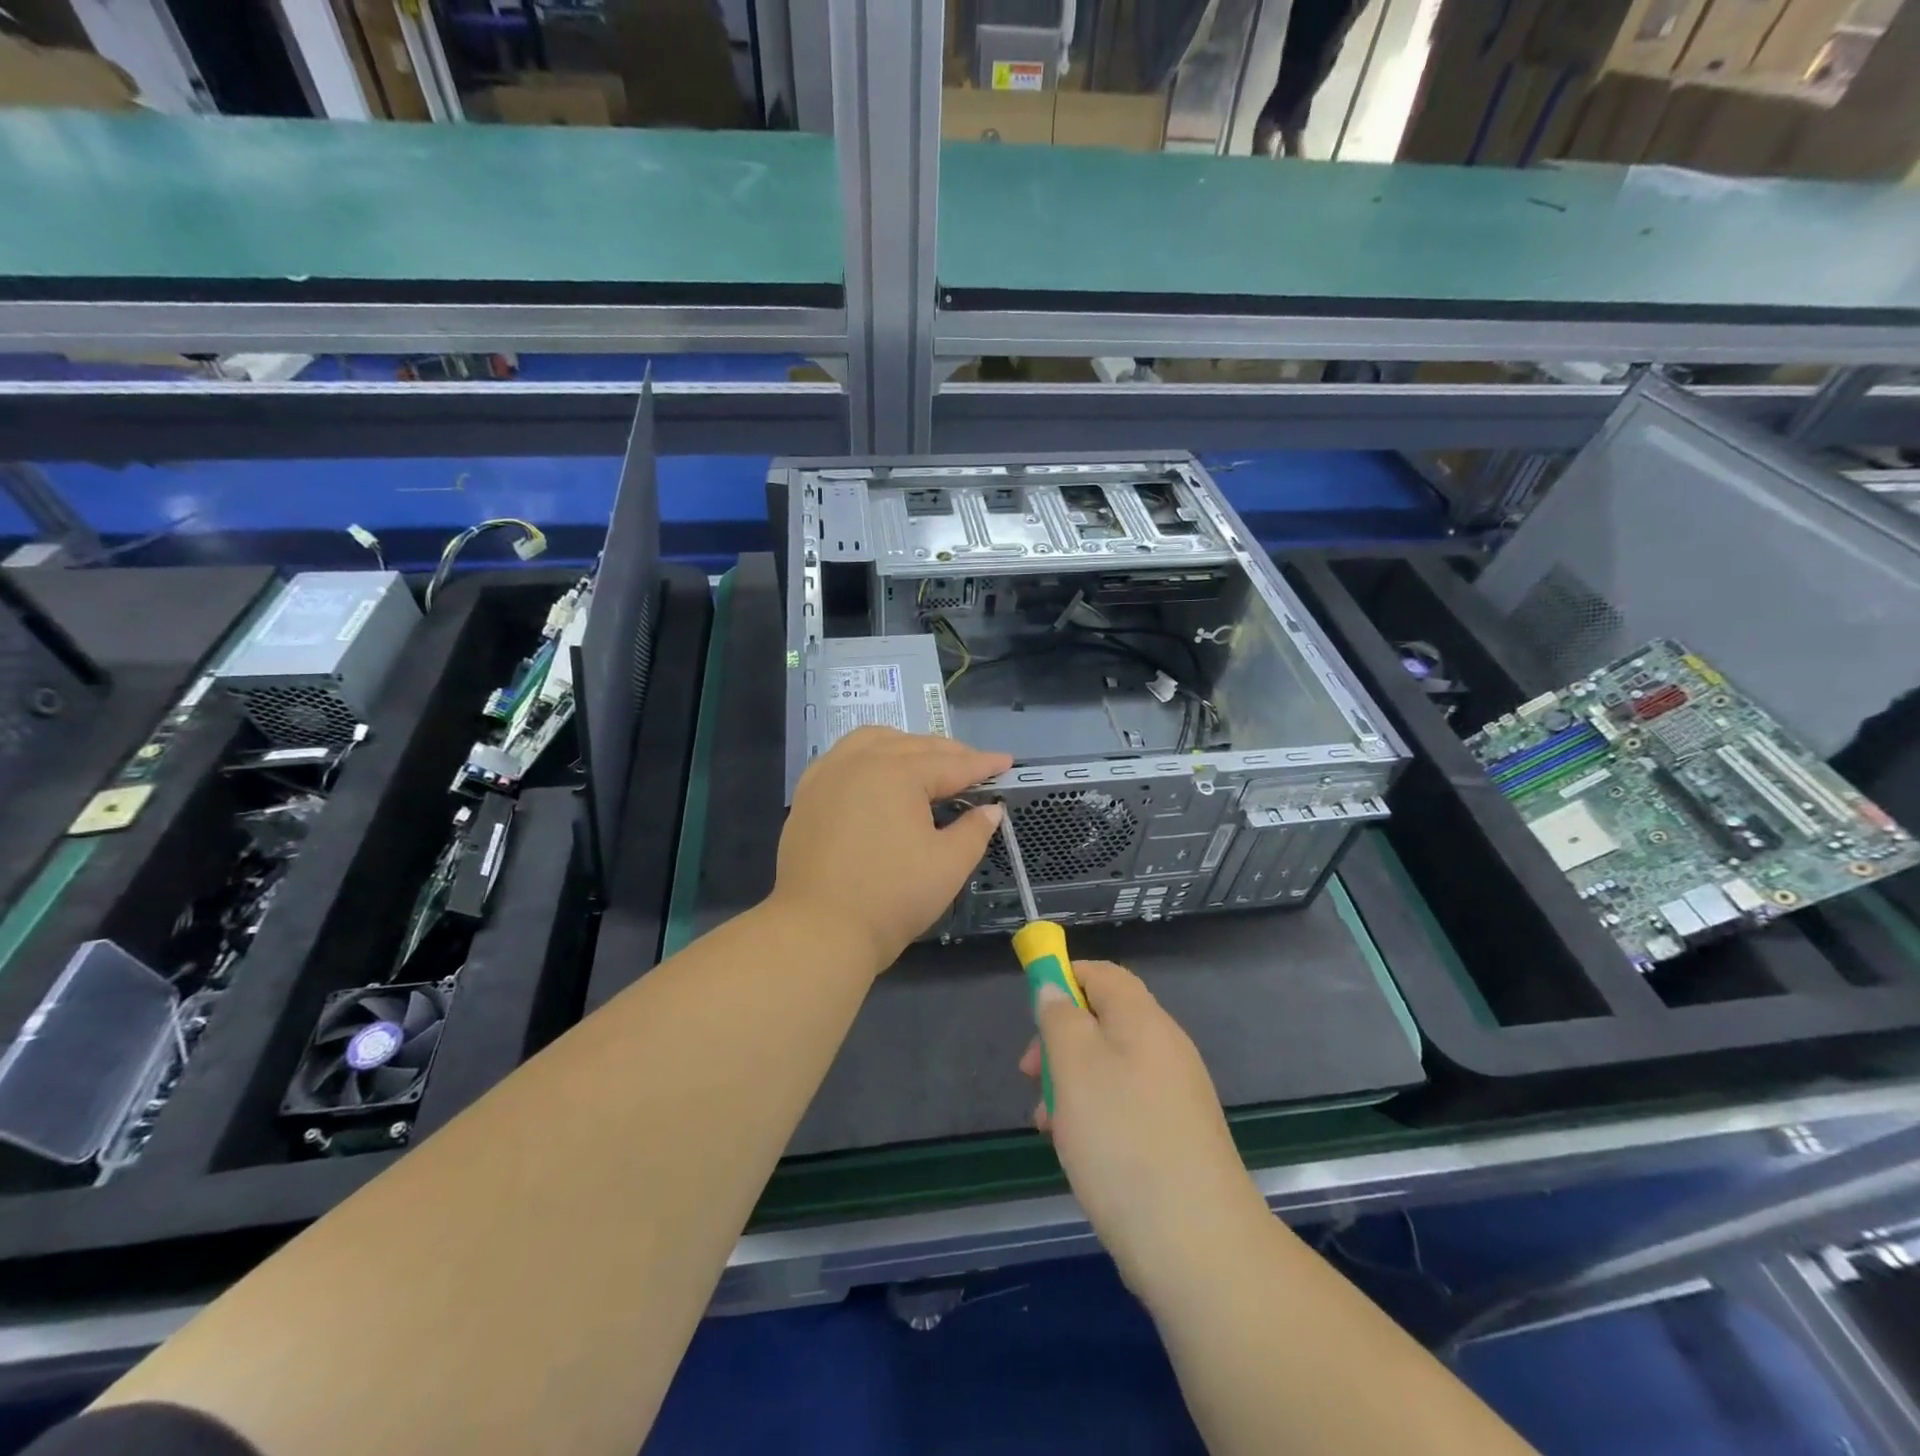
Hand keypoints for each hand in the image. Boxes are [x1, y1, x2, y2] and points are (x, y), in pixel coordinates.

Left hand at [771, 727, 1009, 976]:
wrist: (818, 930)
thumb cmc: (891, 897)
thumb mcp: (947, 865)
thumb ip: (974, 831)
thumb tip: (990, 809)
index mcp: (897, 773)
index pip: (950, 764)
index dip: (982, 764)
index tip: (1006, 761)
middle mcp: (860, 761)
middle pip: (913, 746)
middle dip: (948, 753)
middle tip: (975, 766)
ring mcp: (828, 775)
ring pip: (873, 741)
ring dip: (905, 746)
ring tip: (926, 761)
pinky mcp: (807, 796)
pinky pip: (842, 757)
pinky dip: (867, 756)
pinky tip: (875, 773)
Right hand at [1021, 960, 1271, 1303]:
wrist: (1198, 1245)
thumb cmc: (1123, 1139)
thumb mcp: (1075, 1066)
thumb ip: (1059, 1018)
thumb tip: (1054, 989)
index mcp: (1143, 1020)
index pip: (1102, 974)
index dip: (1063, 979)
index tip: (1032, 1011)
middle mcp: (1165, 1048)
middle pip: (1103, 1022)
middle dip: (1060, 1042)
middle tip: (1031, 1075)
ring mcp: (1175, 1095)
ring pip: (1110, 1069)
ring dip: (1072, 1085)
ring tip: (1048, 1126)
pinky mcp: (1177, 1137)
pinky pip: (1126, 1107)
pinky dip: (1096, 1117)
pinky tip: (1079, 1153)